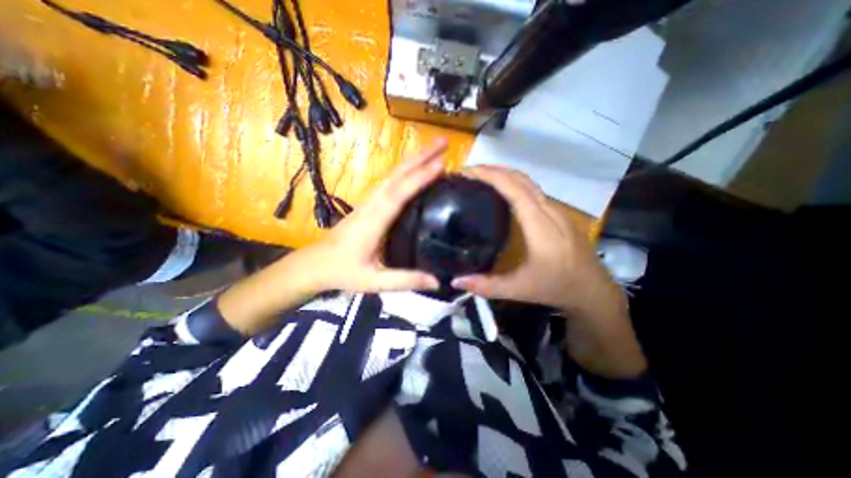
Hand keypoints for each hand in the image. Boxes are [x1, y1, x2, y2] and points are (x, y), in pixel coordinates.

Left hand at [217, 141, 444, 334]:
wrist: (316, 264)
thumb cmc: (343, 272)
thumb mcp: (374, 281)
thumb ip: (405, 281)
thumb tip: (437, 282)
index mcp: (374, 221)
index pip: (399, 194)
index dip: (420, 178)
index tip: (442, 164)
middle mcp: (372, 204)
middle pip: (397, 174)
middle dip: (421, 156)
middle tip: (445, 142)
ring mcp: (370, 201)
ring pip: (393, 174)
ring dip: (414, 159)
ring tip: (436, 150)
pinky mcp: (370, 203)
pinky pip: (390, 181)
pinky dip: (406, 170)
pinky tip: (416, 168)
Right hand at [448, 166, 622, 319]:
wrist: (593, 290)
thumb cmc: (557, 287)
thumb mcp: (519, 290)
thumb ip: (486, 286)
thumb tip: (456, 281)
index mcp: (539, 225)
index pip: (513, 189)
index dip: (490, 176)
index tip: (467, 172)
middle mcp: (549, 210)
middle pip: (520, 178)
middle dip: (493, 170)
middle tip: (469, 173)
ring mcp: (556, 210)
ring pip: (528, 182)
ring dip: (504, 174)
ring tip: (481, 178)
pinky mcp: (558, 213)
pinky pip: (533, 190)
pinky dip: (514, 183)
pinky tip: (503, 192)